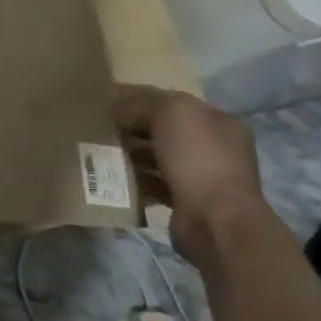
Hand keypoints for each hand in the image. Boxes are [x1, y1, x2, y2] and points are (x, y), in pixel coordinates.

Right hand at [113, 85, 263, 267]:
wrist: (216, 221)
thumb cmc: (198, 158)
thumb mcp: (170, 113)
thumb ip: (143, 103)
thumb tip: (119, 108)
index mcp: (218, 121)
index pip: (172, 101)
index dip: (139, 99)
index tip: (107, 102)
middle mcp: (215, 147)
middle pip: (164, 130)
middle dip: (133, 128)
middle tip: (102, 128)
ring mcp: (203, 177)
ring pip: (157, 157)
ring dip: (132, 154)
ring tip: (104, 152)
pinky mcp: (188, 203)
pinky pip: (154, 184)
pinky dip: (136, 180)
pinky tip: (115, 177)